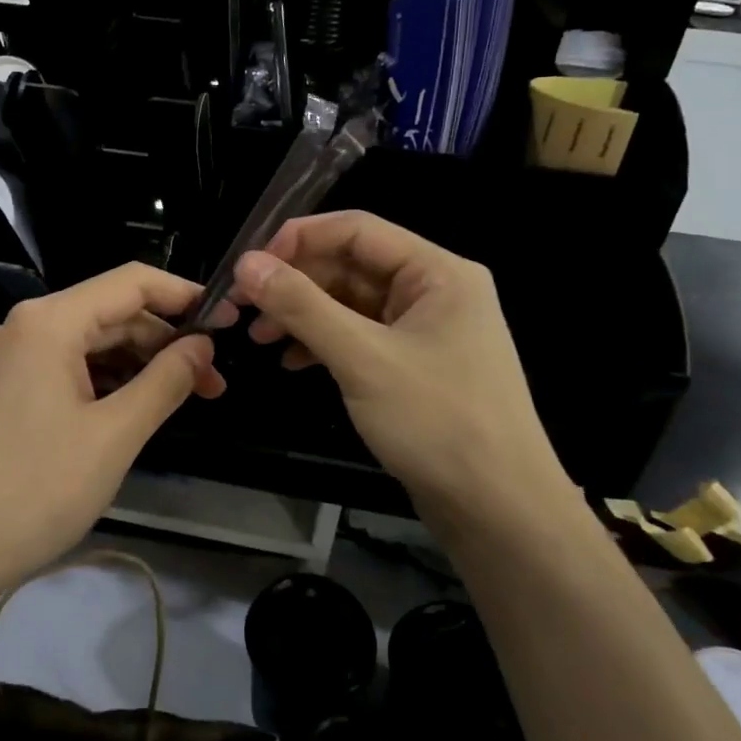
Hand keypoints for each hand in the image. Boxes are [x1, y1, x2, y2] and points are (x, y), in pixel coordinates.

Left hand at [0, 264, 230, 589]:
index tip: (226, 321)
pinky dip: (105, 382)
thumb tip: (202, 345)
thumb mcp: (114, 435)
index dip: (183, 295)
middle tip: (212, 382)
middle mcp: (26, 327)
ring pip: (89, 344)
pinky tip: (134, 410)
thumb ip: (165, 381)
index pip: (131, 283)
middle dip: (164, 342)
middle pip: (110, 314)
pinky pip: (66, 368)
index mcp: (49, 322)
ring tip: (181, 399)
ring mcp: (10, 359)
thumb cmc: (36, 489)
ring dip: (137, 365)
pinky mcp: (4, 390)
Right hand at [229, 211, 571, 533]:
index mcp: (437, 272)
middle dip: (294, 283)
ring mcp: (424, 330)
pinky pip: (359, 337)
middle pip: (350, 266)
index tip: (249, 265)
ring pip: (350, 304)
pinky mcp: (413, 365)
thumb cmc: (437, 422)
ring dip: (303, 315)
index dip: (298, 239)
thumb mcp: (362, 358)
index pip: (357, 230)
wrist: (499, 510)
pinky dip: (323, 344)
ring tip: (258, 338)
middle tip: (242, 306)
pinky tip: (292, 362)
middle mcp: (433, 291)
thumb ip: (302, 306)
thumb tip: (246, 264)